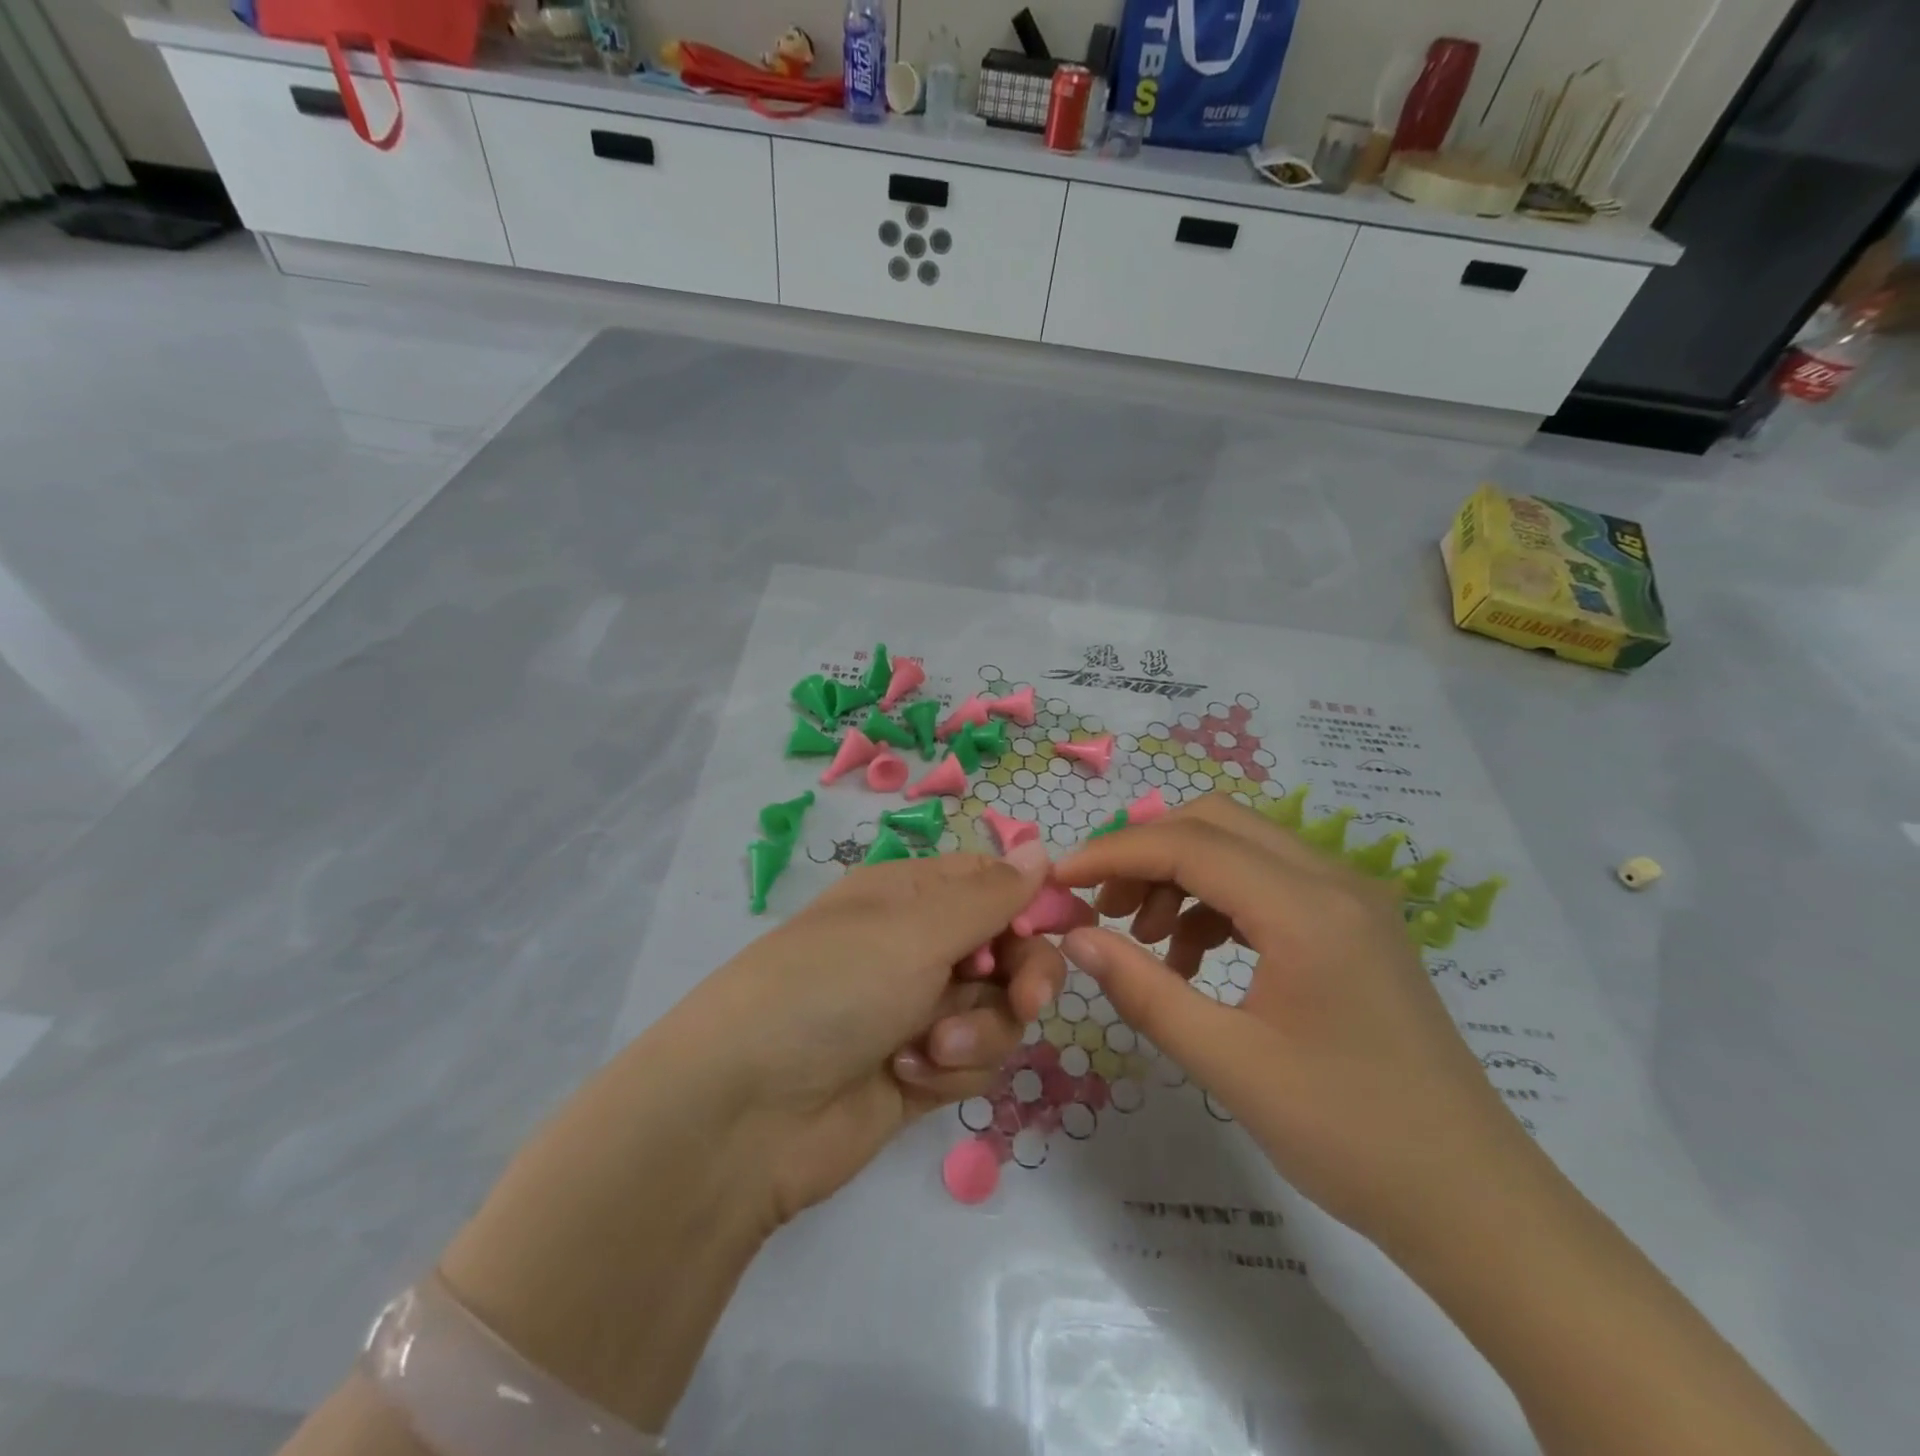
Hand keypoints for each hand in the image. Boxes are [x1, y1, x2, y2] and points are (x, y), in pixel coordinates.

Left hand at [433, 843, 1060, 1434]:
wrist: (745, 1114)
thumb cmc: (831, 988)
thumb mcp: (913, 929)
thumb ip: (989, 895)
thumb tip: (1040, 848)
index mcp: (908, 896)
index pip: (991, 883)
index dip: (1031, 904)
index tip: (1067, 927)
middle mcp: (915, 946)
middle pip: (1008, 949)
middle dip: (1022, 976)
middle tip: (1024, 1000)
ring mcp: (917, 1011)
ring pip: (997, 1010)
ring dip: (978, 1029)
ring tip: (929, 1045)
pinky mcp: (919, 1072)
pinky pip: (972, 1060)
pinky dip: (951, 1068)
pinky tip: (905, 1076)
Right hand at [1052, 794, 1533, 1249]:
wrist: (1471, 1200)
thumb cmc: (1349, 1136)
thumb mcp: (1229, 1064)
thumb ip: (1143, 990)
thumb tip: (1076, 938)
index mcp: (1307, 908)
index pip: (1189, 844)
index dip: (1114, 852)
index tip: (1059, 880)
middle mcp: (1333, 880)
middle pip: (1215, 823)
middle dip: (1145, 852)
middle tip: (1100, 905)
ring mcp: (1349, 897)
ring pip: (1240, 846)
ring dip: (1179, 875)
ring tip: (1142, 938)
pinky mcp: (1352, 923)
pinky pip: (1265, 881)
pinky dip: (1214, 901)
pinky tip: (1192, 958)